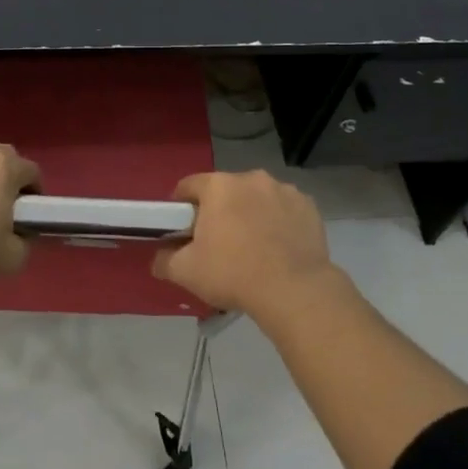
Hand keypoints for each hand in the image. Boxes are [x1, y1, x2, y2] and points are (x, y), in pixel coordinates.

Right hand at [152, 170, 336, 318]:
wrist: (294, 290)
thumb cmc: (233, 274)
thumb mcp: (186, 272)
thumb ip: (165, 260)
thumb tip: (159, 258)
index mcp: (219, 186)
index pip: (189, 186)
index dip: (180, 205)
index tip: (180, 227)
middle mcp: (251, 178)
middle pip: (225, 191)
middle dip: (219, 210)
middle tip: (216, 241)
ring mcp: (283, 190)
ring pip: (257, 198)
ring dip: (250, 213)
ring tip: (252, 246)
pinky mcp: (308, 206)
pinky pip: (284, 209)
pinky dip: (278, 221)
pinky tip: (278, 246)